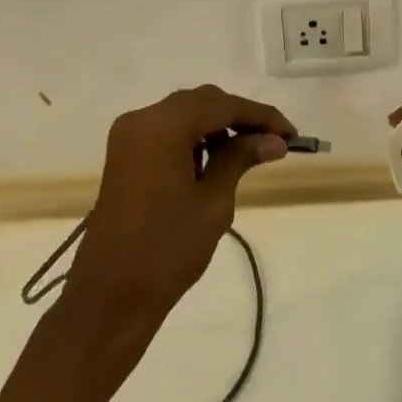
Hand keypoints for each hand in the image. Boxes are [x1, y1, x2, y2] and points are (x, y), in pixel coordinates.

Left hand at [62, 86, 293, 345]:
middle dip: (239, 118)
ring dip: (217, 127)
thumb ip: (241, 159)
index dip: (261, 116)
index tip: (292, 133)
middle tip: (274, 141)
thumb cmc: (167, 251)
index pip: (223, 105)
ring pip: (184, 114)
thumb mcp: (213, 202)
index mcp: (163, 125)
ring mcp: (129, 135)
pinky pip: (166, 131)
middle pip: (202, 102)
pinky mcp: (124, 154)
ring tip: (248, 153)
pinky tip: (215, 160)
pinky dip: (193, 138)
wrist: (109, 298)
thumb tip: (274, 139)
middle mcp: (142, 119)